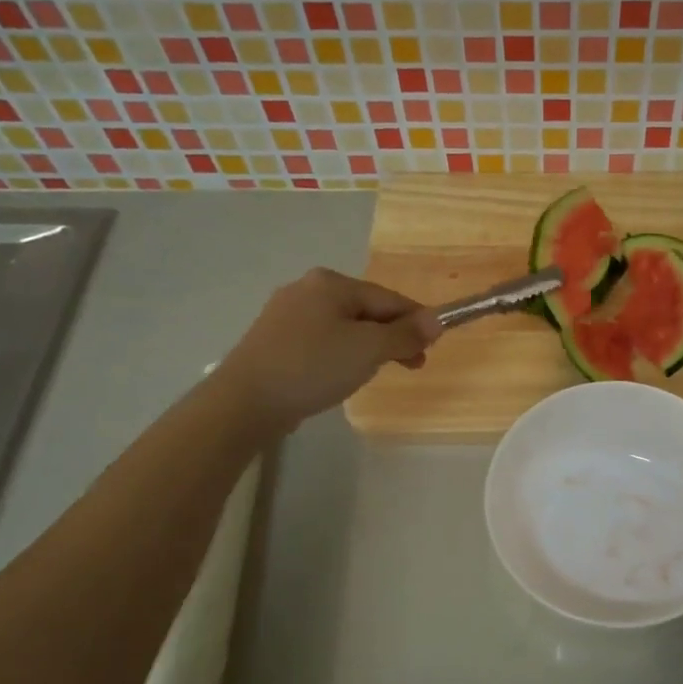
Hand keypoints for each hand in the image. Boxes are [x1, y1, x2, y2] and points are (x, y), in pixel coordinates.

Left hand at [221, 268, 439, 430]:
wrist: (245, 401)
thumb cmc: (313, 367)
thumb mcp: (369, 349)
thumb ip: (405, 334)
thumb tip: (437, 321)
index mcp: (332, 282)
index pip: (389, 298)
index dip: (416, 322)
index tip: (433, 348)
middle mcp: (307, 288)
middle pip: (366, 310)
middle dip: (392, 336)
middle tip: (411, 366)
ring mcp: (286, 313)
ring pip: (344, 325)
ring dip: (368, 346)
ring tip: (375, 373)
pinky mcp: (274, 338)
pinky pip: (321, 339)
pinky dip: (340, 353)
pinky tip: (340, 373)